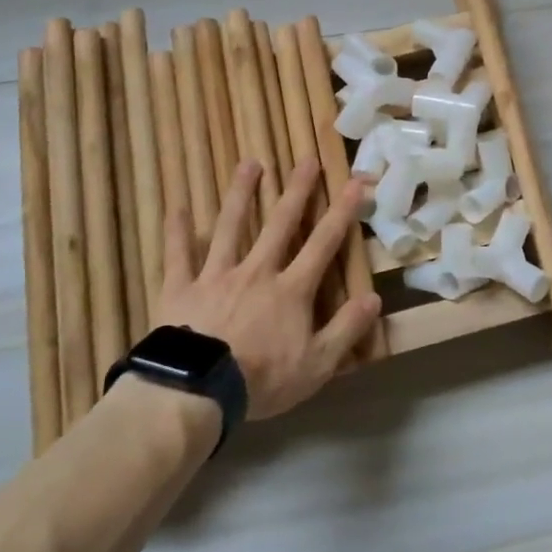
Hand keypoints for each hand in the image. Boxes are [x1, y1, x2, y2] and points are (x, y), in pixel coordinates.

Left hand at [155, 157, 381, 419]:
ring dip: (242, 194)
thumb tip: (374, 298)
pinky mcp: (180, 288)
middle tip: (305, 159)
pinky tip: (177, 206)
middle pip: (281, 224)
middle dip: (297, 190)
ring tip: (250, 164)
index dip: (342, 212)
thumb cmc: (261, 381)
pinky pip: (178, 255)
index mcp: (292, 290)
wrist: (195, 392)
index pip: (323, 243)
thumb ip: (346, 329)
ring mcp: (216, 276)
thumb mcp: (317, 365)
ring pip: (231, 227)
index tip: (354, 182)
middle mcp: (257, 272)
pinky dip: (177, 231)